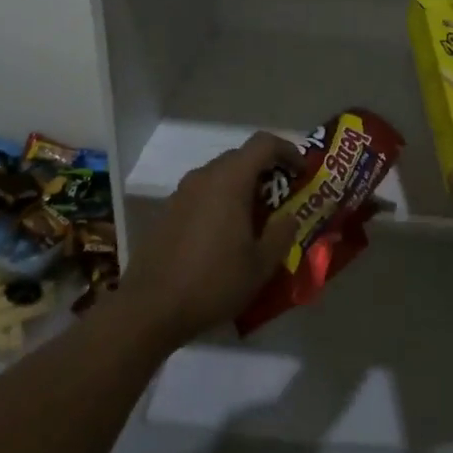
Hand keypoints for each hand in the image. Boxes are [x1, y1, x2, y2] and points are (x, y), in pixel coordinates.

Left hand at [117, 132, 300, 345]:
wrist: (150, 309)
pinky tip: (224, 235)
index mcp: (229, 181)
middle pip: (240, 157)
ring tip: (255, 219)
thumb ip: (282, 233)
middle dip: (265, 171)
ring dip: (241, 187)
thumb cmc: (213, 282)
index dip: (288, 151)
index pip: (263, 143)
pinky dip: (219, 202)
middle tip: (282, 198)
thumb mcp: (261, 264)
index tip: (302, 173)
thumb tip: (290, 216)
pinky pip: (201, 194)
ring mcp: (180, 193)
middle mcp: (203, 177)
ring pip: (219, 176)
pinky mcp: (166, 212)